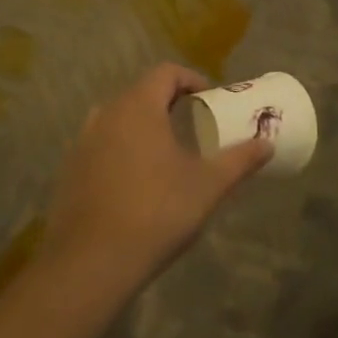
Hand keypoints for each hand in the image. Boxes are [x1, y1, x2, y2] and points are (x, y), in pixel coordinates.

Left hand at [43, 64, 272, 292]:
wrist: (90, 264)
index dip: (191, 79)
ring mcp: (82, 144)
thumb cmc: (157, 212)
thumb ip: (240, 160)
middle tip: (193, 125)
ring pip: (118, 120)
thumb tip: (267, 144)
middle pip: (140, 94)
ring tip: (166, 153)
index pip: (165, 73)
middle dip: (168, 103)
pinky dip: (121, 151)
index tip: (209, 99)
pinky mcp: (69, 172)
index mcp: (138, 108)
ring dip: (143, 127)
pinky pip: (101, 147)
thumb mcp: (208, 185)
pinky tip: (137, 183)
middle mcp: (105, 116)